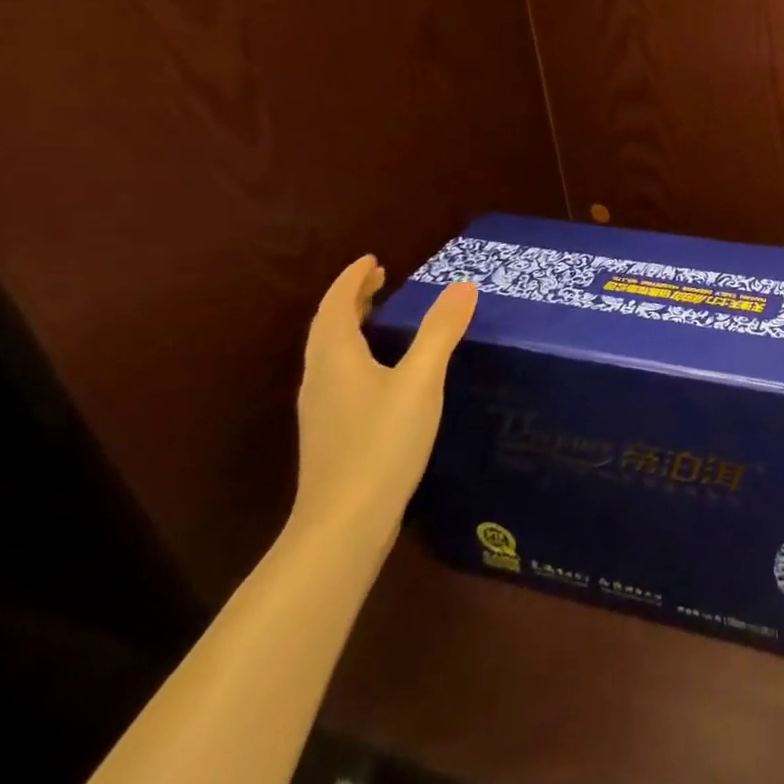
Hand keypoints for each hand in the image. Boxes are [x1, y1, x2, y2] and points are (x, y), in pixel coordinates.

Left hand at [293, 255, 477, 544]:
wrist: (344, 523)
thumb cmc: (381, 443)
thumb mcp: (420, 381)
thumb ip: (441, 332)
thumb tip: (462, 286)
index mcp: (335, 358)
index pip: (336, 306)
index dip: (352, 280)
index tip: (373, 260)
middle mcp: (320, 379)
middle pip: (329, 328)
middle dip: (352, 300)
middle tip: (381, 280)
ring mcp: (322, 409)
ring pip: (332, 353)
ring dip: (353, 327)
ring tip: (382, 316)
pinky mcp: (332, 433)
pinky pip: (341, 375)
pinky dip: (358, 354)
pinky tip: (383, 372)